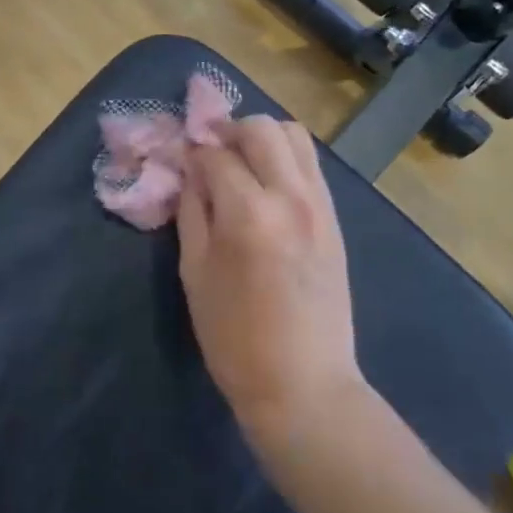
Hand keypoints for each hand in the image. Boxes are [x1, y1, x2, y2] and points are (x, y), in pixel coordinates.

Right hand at [177, 117, 365, 443]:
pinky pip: (310, 166)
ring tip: (239, 164)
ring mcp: (320, 206)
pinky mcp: (335, 220)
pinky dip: (284, 160)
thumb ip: (191, 212)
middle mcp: (290, 197)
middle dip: (228, 131)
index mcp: (248, 213)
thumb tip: (190, 172)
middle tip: (208, 153)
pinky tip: (264, 187)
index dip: (190, 151)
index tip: (178, 158)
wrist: (303, 384)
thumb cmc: (234, 337)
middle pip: (262, 128)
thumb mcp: (194, 272)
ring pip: (295, 137)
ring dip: (261, 139)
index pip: (214, 155)